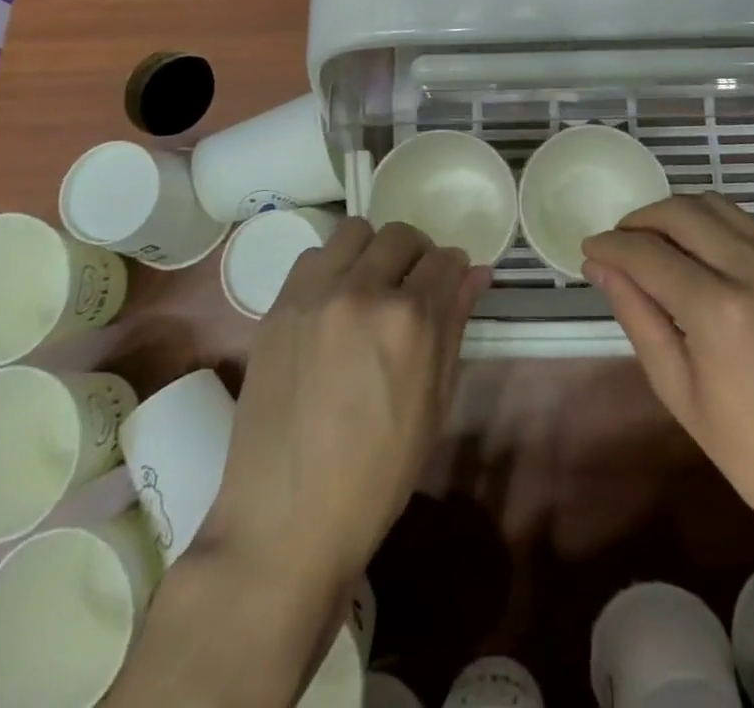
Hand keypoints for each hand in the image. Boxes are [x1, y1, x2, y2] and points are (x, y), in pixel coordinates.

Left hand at [196, 219, 488, 596]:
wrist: (285, 522)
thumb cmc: (377, 475)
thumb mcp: (434, 404)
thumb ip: (454, 326)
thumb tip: (476, 274)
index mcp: (410, 320)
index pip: (444, 260)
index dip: (454, 269)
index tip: (451, 283)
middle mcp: (362, 292)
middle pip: (400, 235)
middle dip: (417, 254)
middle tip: (413, 286)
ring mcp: (313, 296)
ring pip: (353, 232)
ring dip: (372, 251)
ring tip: (370, 287)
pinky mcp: (277, 308)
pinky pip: (312, 257)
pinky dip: (331, 267)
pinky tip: (333, 304)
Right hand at [585, 195, 753, 707]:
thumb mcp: (680, 393)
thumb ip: (638, 317)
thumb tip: (602, 267)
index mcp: (720, 310)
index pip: (647, 252)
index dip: (610, 245)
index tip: (589, 248)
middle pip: (682, 211)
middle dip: (640, 219)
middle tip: (620, 242)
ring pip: (719, 207)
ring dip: (678, 214)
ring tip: (657, 242)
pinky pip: (752, 229)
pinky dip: (716, 229)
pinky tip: (705, 259)